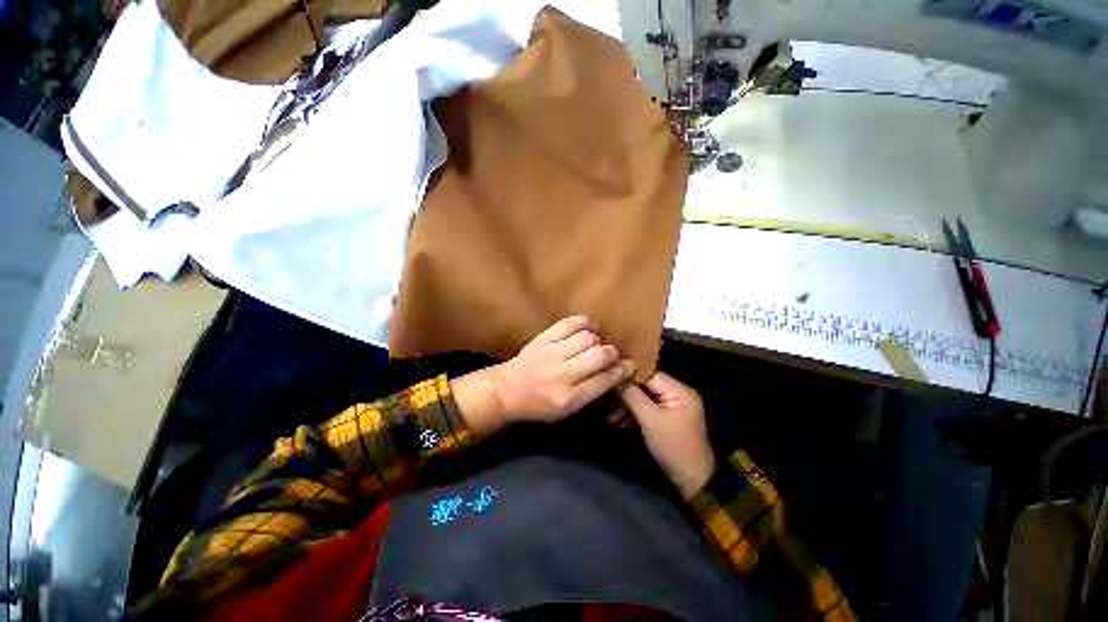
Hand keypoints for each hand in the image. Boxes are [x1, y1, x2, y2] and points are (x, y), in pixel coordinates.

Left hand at [453, 316, 634, 435]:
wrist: (507, 391)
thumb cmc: (541, 405)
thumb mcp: (568, 411)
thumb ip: (592, 393)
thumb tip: (619, 372)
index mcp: (569, 398)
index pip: (604, 380)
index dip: (622, 371)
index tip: (629, 367)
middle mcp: (561, 375)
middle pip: (600, 356)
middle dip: (613, 354)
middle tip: (612, 356)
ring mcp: (550, 354)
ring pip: (588, 337)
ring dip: (598, 340)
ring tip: (596, 346)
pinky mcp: (543, 338)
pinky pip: (571, 323)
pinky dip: (584, 324)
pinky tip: (587, 331)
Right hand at [619, 372, 714, 498]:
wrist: (691, 474)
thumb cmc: (672, 445)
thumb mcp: (650, 420)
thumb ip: (634, 397)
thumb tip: (618, 378)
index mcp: (680, 390)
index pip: (651, 374)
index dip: (629, 377)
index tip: (609, 383)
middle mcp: (681, 393)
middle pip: (649, 386)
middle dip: (628, 396)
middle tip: (608, 408)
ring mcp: (678, 407)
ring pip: (649, 399)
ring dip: (631, 407)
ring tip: (613, 420)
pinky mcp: (674, 419)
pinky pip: (654, 409)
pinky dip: (639, 415)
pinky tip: (624, 424)